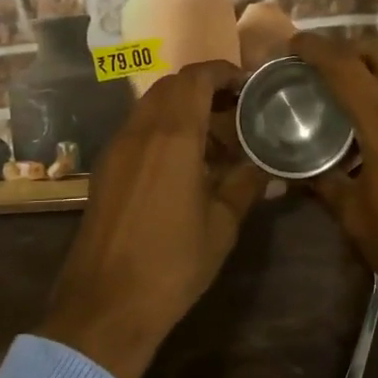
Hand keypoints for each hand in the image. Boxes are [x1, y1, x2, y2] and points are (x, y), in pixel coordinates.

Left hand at [40, 60, 267, 377]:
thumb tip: (272, 168)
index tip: (249, 86)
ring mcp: (117, 149)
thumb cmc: (172, 264)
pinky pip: (137, 130)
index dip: (224, 72)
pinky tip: (184, 165)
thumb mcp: (222, 224)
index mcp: (171, 136)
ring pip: (151, 107)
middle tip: (237, 112)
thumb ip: (247, 184)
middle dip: (205, 89)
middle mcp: (139, 131)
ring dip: (183, 110)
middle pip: (171, 86)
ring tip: (216, 142)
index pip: (196, 78)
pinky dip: (163, 130)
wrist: (105, 305)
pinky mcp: (106, 170)